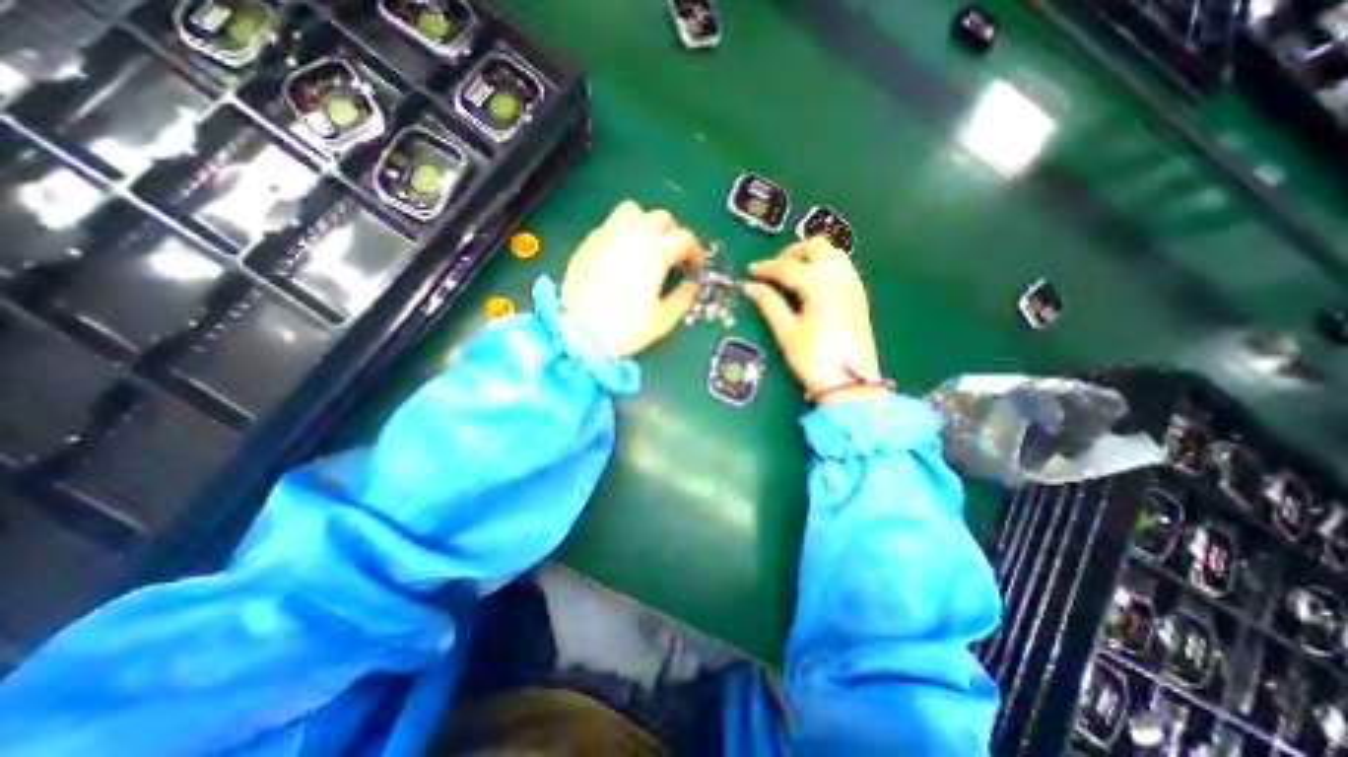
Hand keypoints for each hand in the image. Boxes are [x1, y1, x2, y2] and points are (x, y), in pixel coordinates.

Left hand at [560, 198, 706, 355]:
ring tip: (647, 244)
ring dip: (646, 222)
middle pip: (661, 218)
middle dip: (674, 233)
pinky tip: (622, 255)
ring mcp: (607, 237)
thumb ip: (683, 298)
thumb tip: (691, 286)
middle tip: (675, 254)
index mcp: (654, 253)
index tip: (696, 265)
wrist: (580, 334)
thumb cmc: (625, 328)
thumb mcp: (663, 319)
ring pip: (632, 211)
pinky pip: (610, 225)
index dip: (695, 250)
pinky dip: (623, 232)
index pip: (683, 238)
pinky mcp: (588, 244)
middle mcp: (632, 237)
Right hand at [736, 237, 886, 402]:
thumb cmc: (814, 358)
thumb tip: (750, 286)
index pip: (788, 267)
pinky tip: (813, 286)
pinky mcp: (859, 297)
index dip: (766, 267)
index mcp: (819, 285)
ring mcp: (853, 286)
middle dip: (792, 253)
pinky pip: (843, 268)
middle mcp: (839, 278)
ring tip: (793, 276)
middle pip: (817, 246)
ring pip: (833, 254)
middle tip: (775, 270)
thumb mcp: (786, 332)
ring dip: (811, 257)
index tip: (751, 271)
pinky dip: (825, 267)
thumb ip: (769, 304)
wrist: (850, 383)